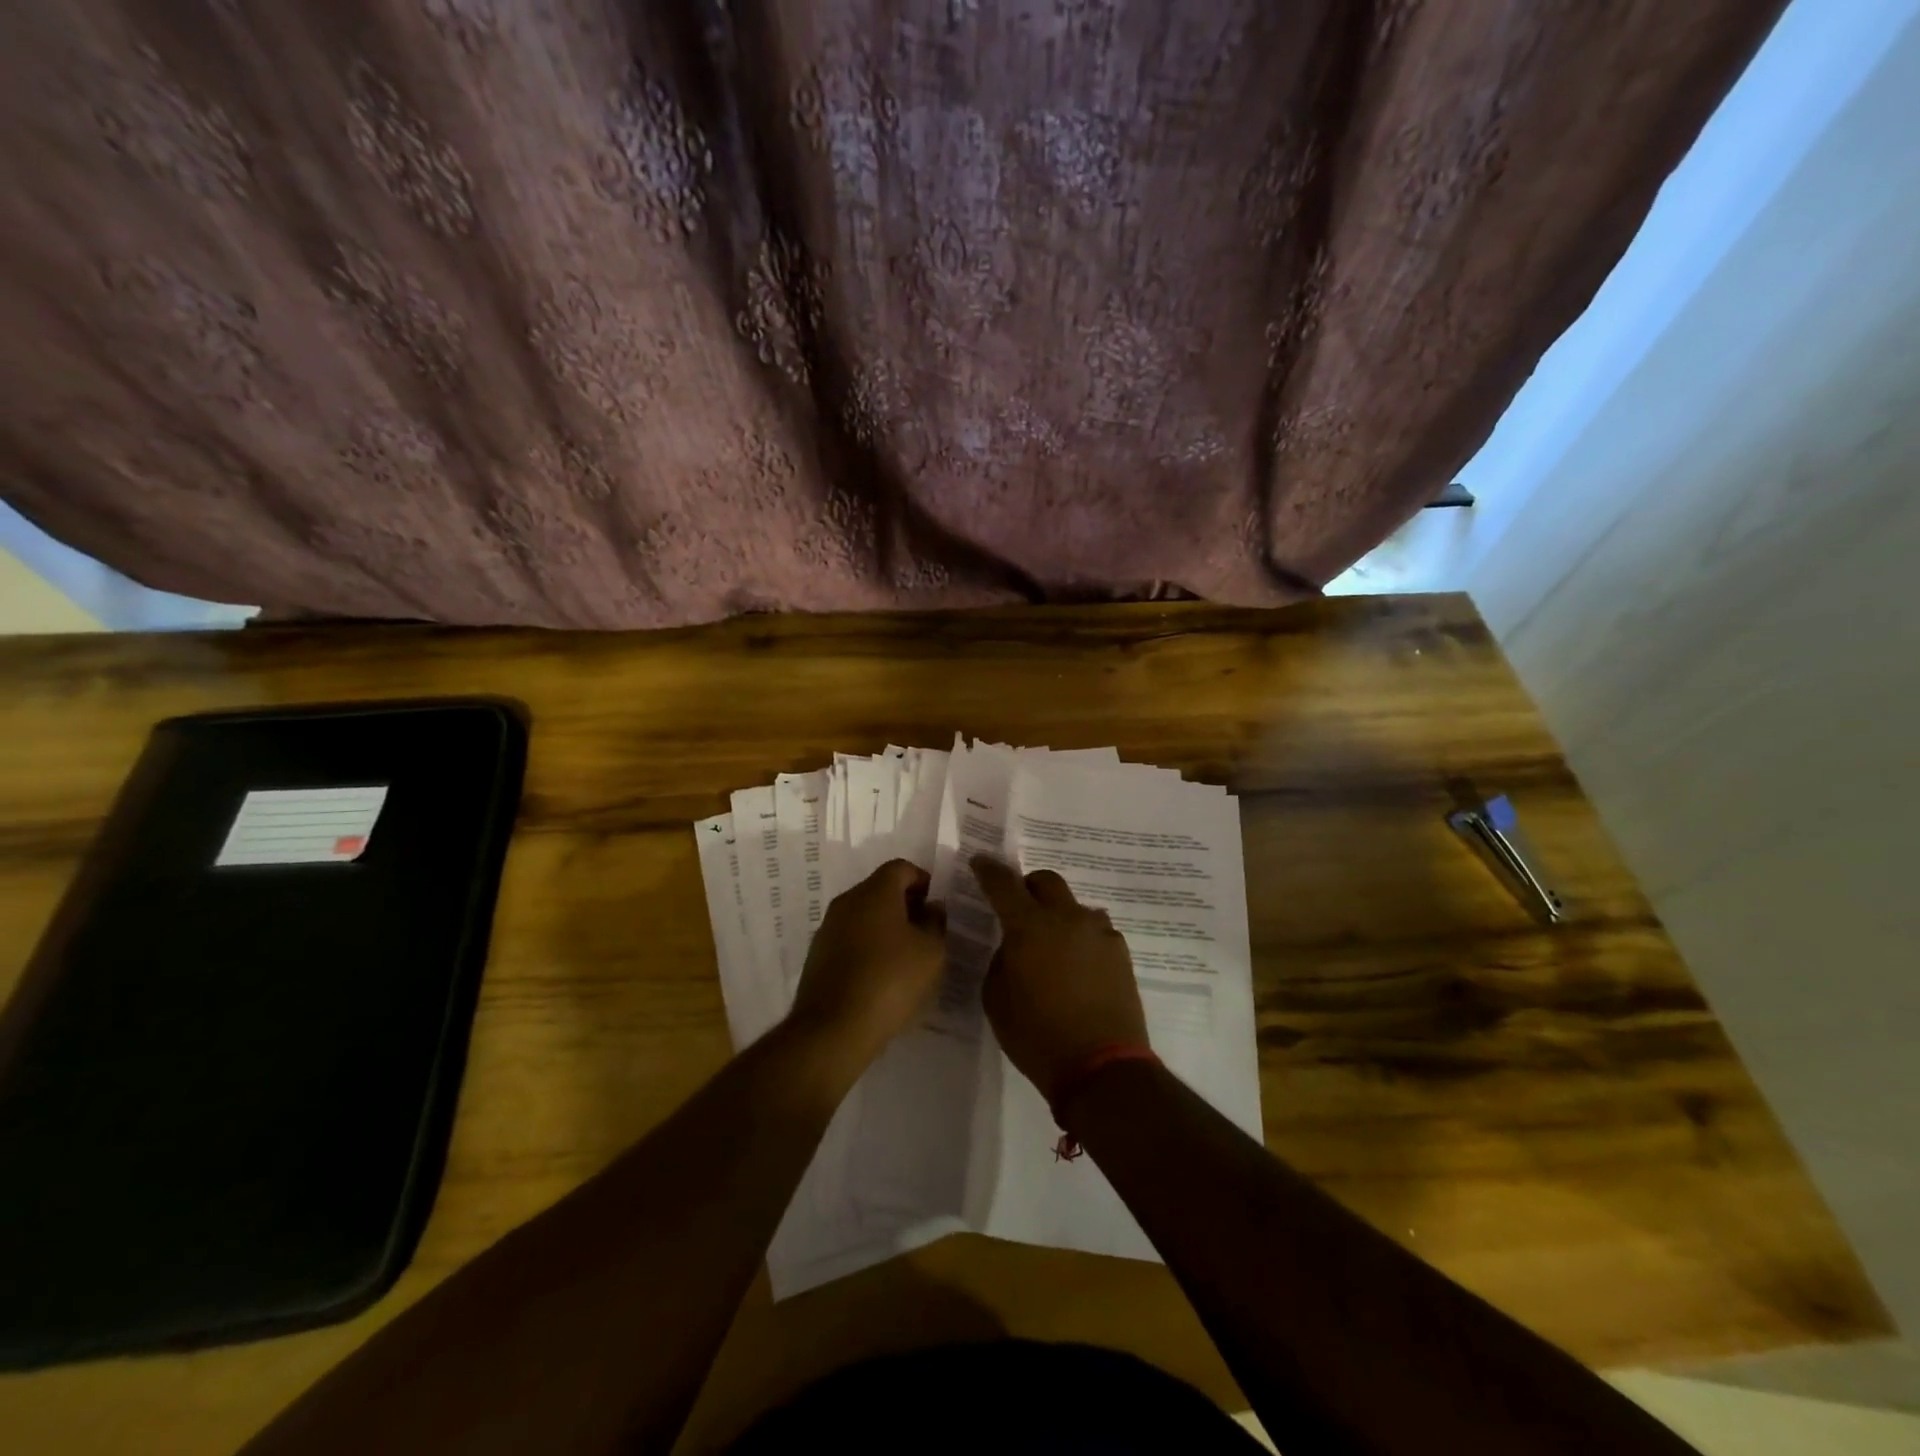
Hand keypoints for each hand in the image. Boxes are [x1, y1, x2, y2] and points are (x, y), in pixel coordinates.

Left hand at [787, 860, 946, 1072]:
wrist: (833, 1028)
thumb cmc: (890, 981)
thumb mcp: (931, 953)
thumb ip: (936, 924)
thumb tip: (932, 908)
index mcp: (875, 892)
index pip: (901, 868)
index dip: (923, 881)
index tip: (937, 906)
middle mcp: (847, 901)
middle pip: (880, 889)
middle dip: (906, 904)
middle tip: (927, 931)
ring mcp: (828, 928)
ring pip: (864, 915)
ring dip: (886, 927)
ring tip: (907, 956)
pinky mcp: (818, 955)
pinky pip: (850, 938)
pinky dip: (868, 946)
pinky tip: (882, 975)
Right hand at [971, 856, 1148, 1105]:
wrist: (1101, 1066)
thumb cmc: (1036, 1035)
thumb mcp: (997, 998)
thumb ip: (1002, 960)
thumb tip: (1014, 947)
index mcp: (1028, 926)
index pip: (1003, 884)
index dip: (989, 870)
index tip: (981, 862)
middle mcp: (1066, 918)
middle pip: (1047, 881)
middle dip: (1029, 887)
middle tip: (1020, 908)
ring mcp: (1098, 933)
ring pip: (1075, 906)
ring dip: (1059, 915)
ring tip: (1054, 946)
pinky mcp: (1121, 952)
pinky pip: (1096, 932)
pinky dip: (1082, 939)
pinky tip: (1079, 966)